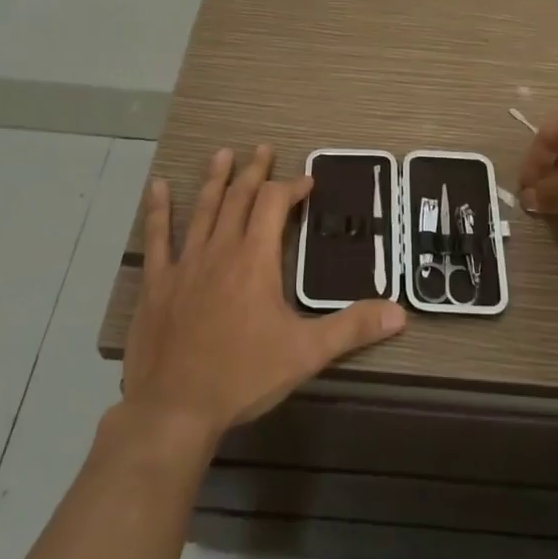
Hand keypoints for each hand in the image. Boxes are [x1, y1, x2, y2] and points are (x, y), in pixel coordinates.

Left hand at [122, 145, 406, 442]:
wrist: (175, 409)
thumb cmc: (243, 376)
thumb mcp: (306, 353)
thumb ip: (353, 327)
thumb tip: (400, 312)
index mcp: (255, 259)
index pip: (274, 204)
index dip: (292, 187)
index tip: (307, 182)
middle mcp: (220, 249)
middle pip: (239, 197)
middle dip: (254, 172)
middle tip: (263, 149)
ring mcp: (185, 263)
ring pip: (202, 209)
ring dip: (215, 179)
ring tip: (223, 153)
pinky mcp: (157, 282)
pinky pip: (157, 238)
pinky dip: (158, 210)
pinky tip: (157, 187)